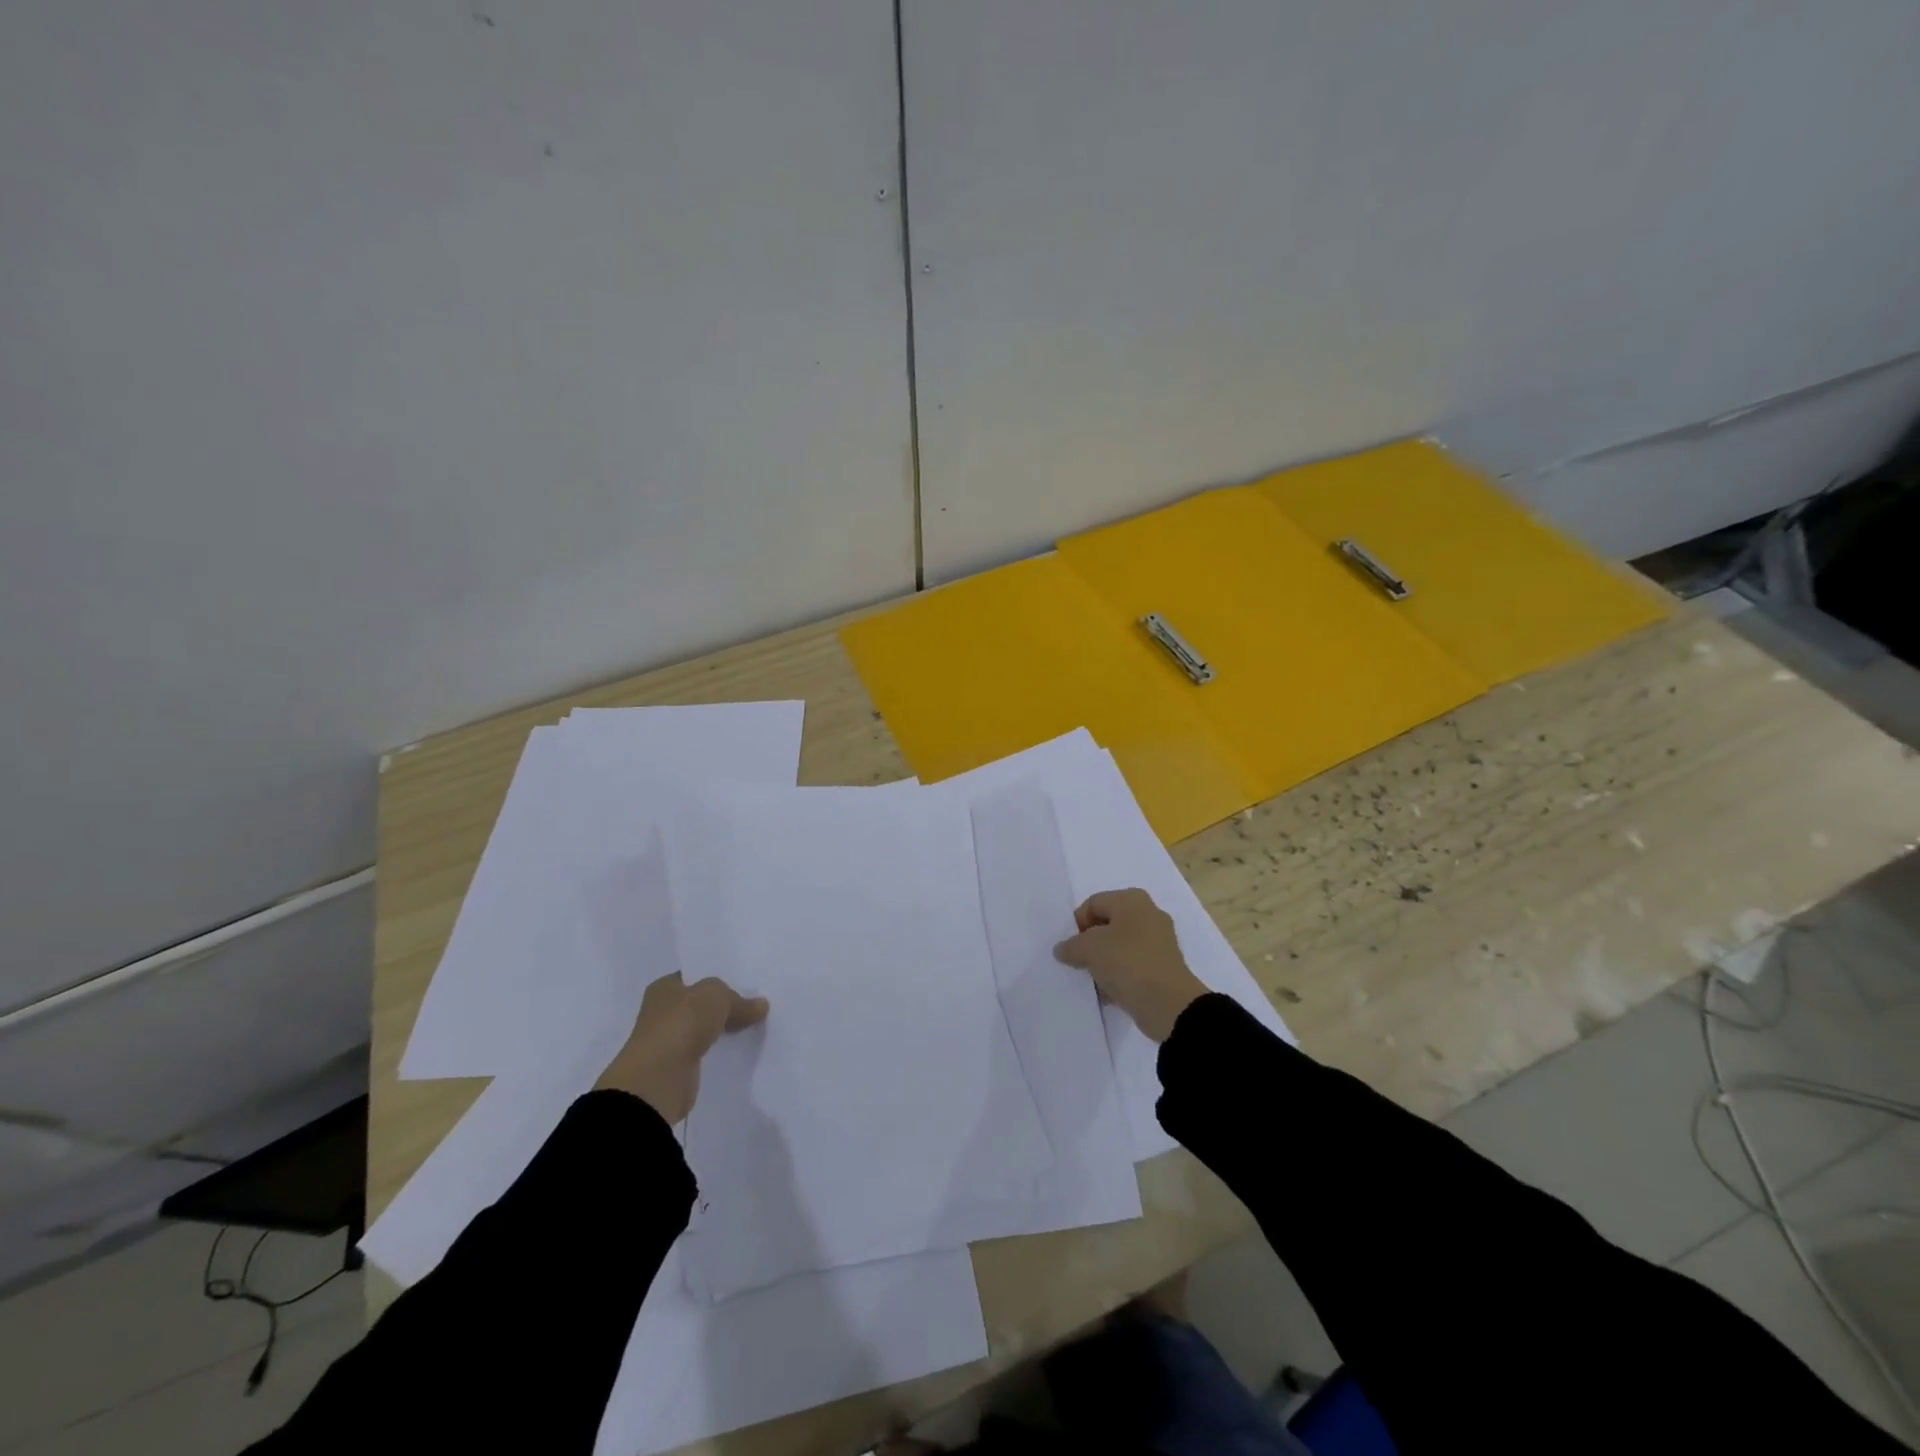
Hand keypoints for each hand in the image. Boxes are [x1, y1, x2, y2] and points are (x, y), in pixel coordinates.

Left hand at [596, 973, 768, 1123]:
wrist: (659, 1081)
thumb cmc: (681, 1024)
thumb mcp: (716, 997)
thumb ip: (739, 999)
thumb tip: (761, 1005)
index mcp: (664, 988)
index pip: (695, 976)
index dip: (719, 975)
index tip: (746, 979)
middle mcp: (663, 1012)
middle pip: (701, 1002)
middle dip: (725, 1003)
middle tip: (757, 1000)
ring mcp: (671, 1040)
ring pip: (705, 1027)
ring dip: (725, 1027)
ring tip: (757, 1021)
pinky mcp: (680, 1066)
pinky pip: (707, 1050)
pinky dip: (722, 1049)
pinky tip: (744, 1045)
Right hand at [1053, 888, 1207, 1041]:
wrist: (1168, 1004)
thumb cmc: (1127, 962)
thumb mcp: (1089, 949)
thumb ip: (1071, 945)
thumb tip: (1063, 949)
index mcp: (1132, 900)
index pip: (1093, 904)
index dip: (1077, 924)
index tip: (1071, 947)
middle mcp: (1148, 915)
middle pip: (1107, 925)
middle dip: (1090, 944)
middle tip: (1079, 962)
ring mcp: (1159, 942)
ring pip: (1119, 947)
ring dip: (1103, 962)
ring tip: (1094, 980)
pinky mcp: (1163, 967)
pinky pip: (1132, 966)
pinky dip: (1119, 976)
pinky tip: (1109, 992)